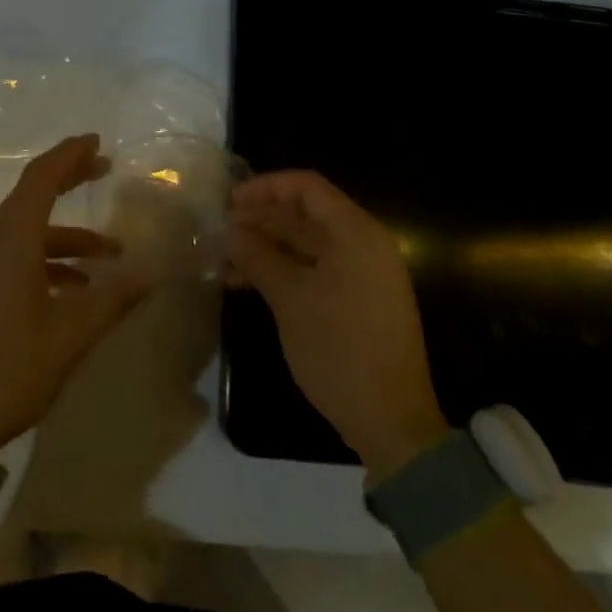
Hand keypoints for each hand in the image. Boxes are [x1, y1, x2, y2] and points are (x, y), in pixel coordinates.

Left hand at [0, 134, 151, 462]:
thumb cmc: (9, 369)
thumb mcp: (70, 337)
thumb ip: (112, 300)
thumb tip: (151, 275)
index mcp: (10, 241)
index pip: (40, 178)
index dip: (69, 155)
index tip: (97, 142)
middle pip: (32, 196)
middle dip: (69, 180)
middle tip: (105, 168)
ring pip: (26, 231)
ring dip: (67, 235)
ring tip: (111, 253)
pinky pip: (15, 255)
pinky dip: (48, 259)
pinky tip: (77, 288)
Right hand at [227, 171, 450, 478]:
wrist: (392, 424)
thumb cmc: (340, 351)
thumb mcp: (291, 299)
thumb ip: (258, 256)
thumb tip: (228, 231)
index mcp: (356, 234)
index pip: (307, 187)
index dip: (266, 187)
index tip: (229, 201)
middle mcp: (362, 245)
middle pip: (305, 215)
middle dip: (260, 219)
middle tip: (219, 230)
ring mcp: (360, 275)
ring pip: (305, 244)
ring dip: (265, 247)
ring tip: (223, 258)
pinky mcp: (354, 300)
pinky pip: (313, 270)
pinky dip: (281, 270)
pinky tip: (244, 282)